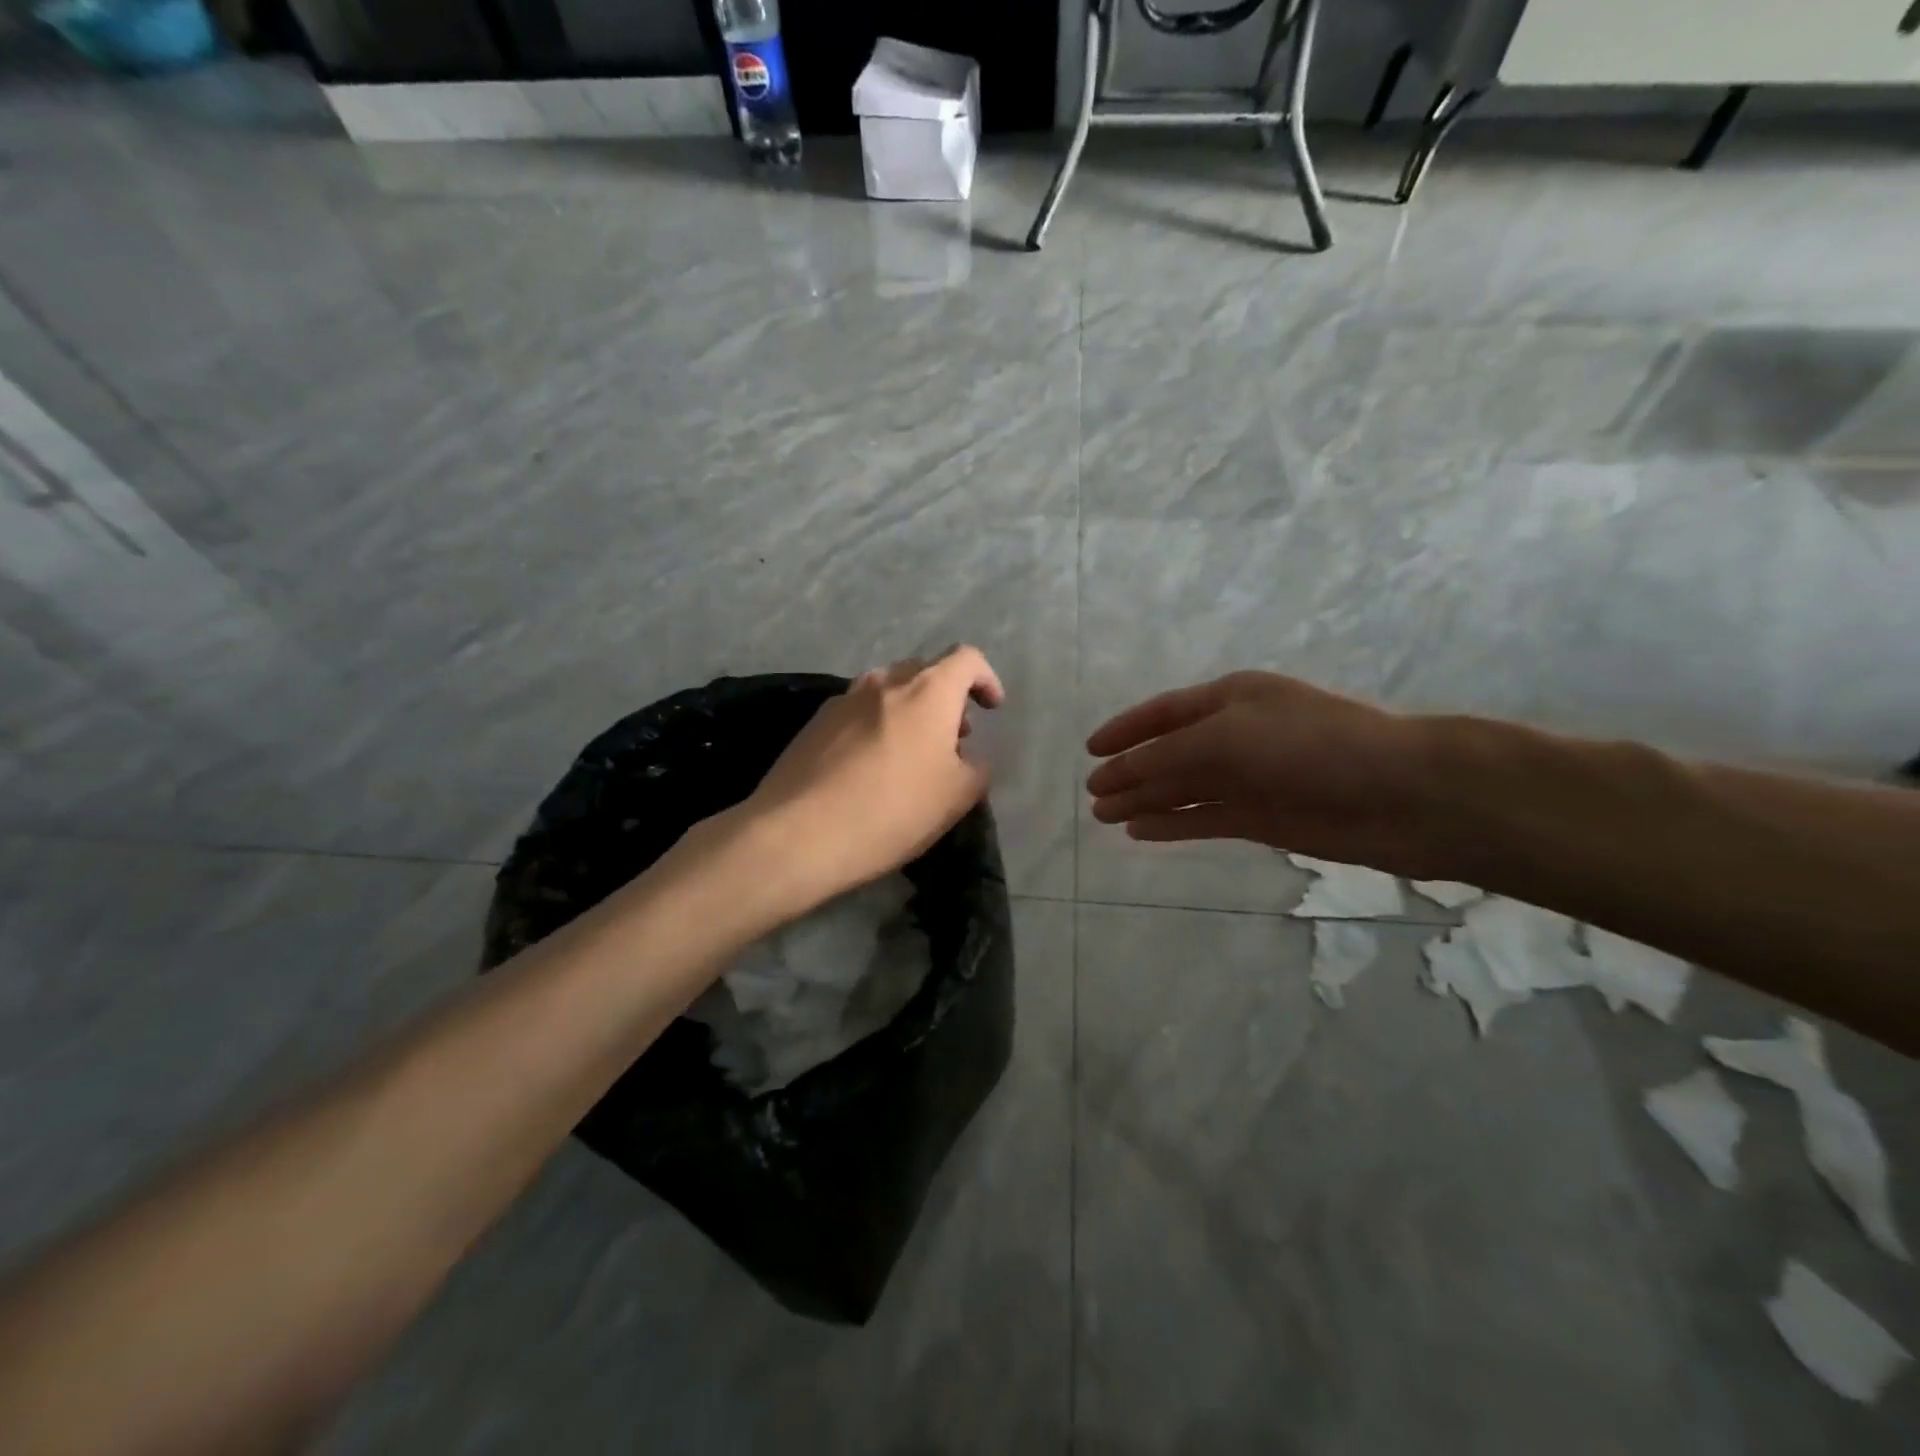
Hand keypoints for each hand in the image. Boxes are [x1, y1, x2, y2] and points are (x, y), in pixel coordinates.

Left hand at [737, 646, 1004, 912]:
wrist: (799, 833)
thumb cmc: (891, 811)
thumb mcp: (956, 798)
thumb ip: (977, 768)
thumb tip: (970, 757)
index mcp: (927, 691)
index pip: (966, 659)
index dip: (985, 679)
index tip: (991, 709)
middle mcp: (885, 682)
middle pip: (925, 670)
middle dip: (946, 697)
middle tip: (954, 737)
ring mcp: (844, 699)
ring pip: (888, 690)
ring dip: (909, 710)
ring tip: (912, 752)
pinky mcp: (815, 722)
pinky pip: (858, 711)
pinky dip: (876, 724)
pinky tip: (871, 765)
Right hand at [1085, 671, 1441, 877]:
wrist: (1401, 795)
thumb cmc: (1310, 747)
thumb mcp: (1228, 737)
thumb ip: (1168, 755)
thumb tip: (1120, 775)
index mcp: (1231, 699)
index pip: (1164, 712)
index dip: (1125, 730)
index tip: (1090, 752)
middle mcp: (1237, 734)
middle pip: (1170, 754)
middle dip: (1130, 773)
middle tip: (1092, 796)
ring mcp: (1251, 778)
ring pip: (1184, 789)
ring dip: (1145, 801)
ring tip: (1105, 817)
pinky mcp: (1264, 818)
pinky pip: (1206, 818)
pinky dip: (1174, 825)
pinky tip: (1143, 832)